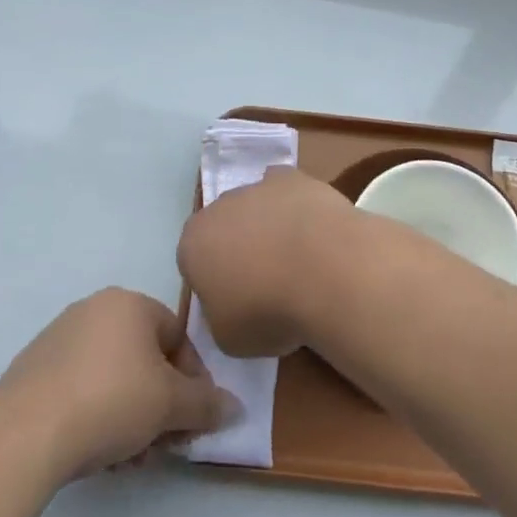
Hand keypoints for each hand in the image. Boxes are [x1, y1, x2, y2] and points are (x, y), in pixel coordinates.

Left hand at [0, 289, 238, 481]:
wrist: (24, 434)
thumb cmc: (110, 401)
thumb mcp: (171, 405)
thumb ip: (207, 404)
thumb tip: (236, 408)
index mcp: (128, 303)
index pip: (177, 337)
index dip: (193, 381)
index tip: (192, 420)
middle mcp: (93, 310)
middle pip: (144, 360)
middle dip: (159, 405)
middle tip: (163, 445)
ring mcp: (58, 339)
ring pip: (113, 378)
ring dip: (130, 418)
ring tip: (128, 460)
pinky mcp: (31, 371)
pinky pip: (80, 389)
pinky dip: (96, 417)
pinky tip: (96, 455)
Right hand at [177, 167, 361, 358]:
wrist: (324, 269)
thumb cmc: (268, 310)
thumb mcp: (228, 338)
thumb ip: (219, 316)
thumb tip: (231, 305)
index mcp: (193, 244)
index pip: (195, 263)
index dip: (216, 284)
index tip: (239, 304)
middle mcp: (218, 207)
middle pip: (224, 229)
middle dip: (240, 249)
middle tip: (268, 282)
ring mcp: (256, 186)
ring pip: (256, 208)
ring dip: (269, 228)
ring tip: (299, 261)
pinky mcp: (293, 177)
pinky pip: (287, 193)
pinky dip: (296, 208)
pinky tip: (314, 232)